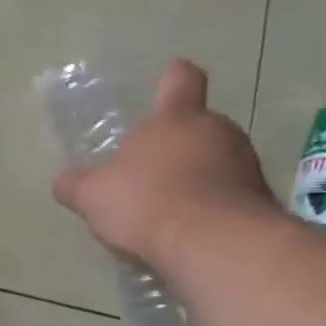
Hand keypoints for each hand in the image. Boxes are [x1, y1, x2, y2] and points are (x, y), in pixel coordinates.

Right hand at [52, 60, 280, 270]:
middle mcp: (218, 133)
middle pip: (197, 127)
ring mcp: (246, 167)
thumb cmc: (149, 202)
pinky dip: (208, 207)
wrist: (219, 246)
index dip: (173, 79)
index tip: (169, 78)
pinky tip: (184, 231)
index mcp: (176, 120)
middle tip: (146, 171)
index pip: (181, 81)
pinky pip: (227, 196)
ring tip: (164, 209)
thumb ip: (76, 185)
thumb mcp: (92, 195)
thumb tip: (65, 182)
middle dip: (174, 145)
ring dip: (193, 177)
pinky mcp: (260, 203)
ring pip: (215, 162)